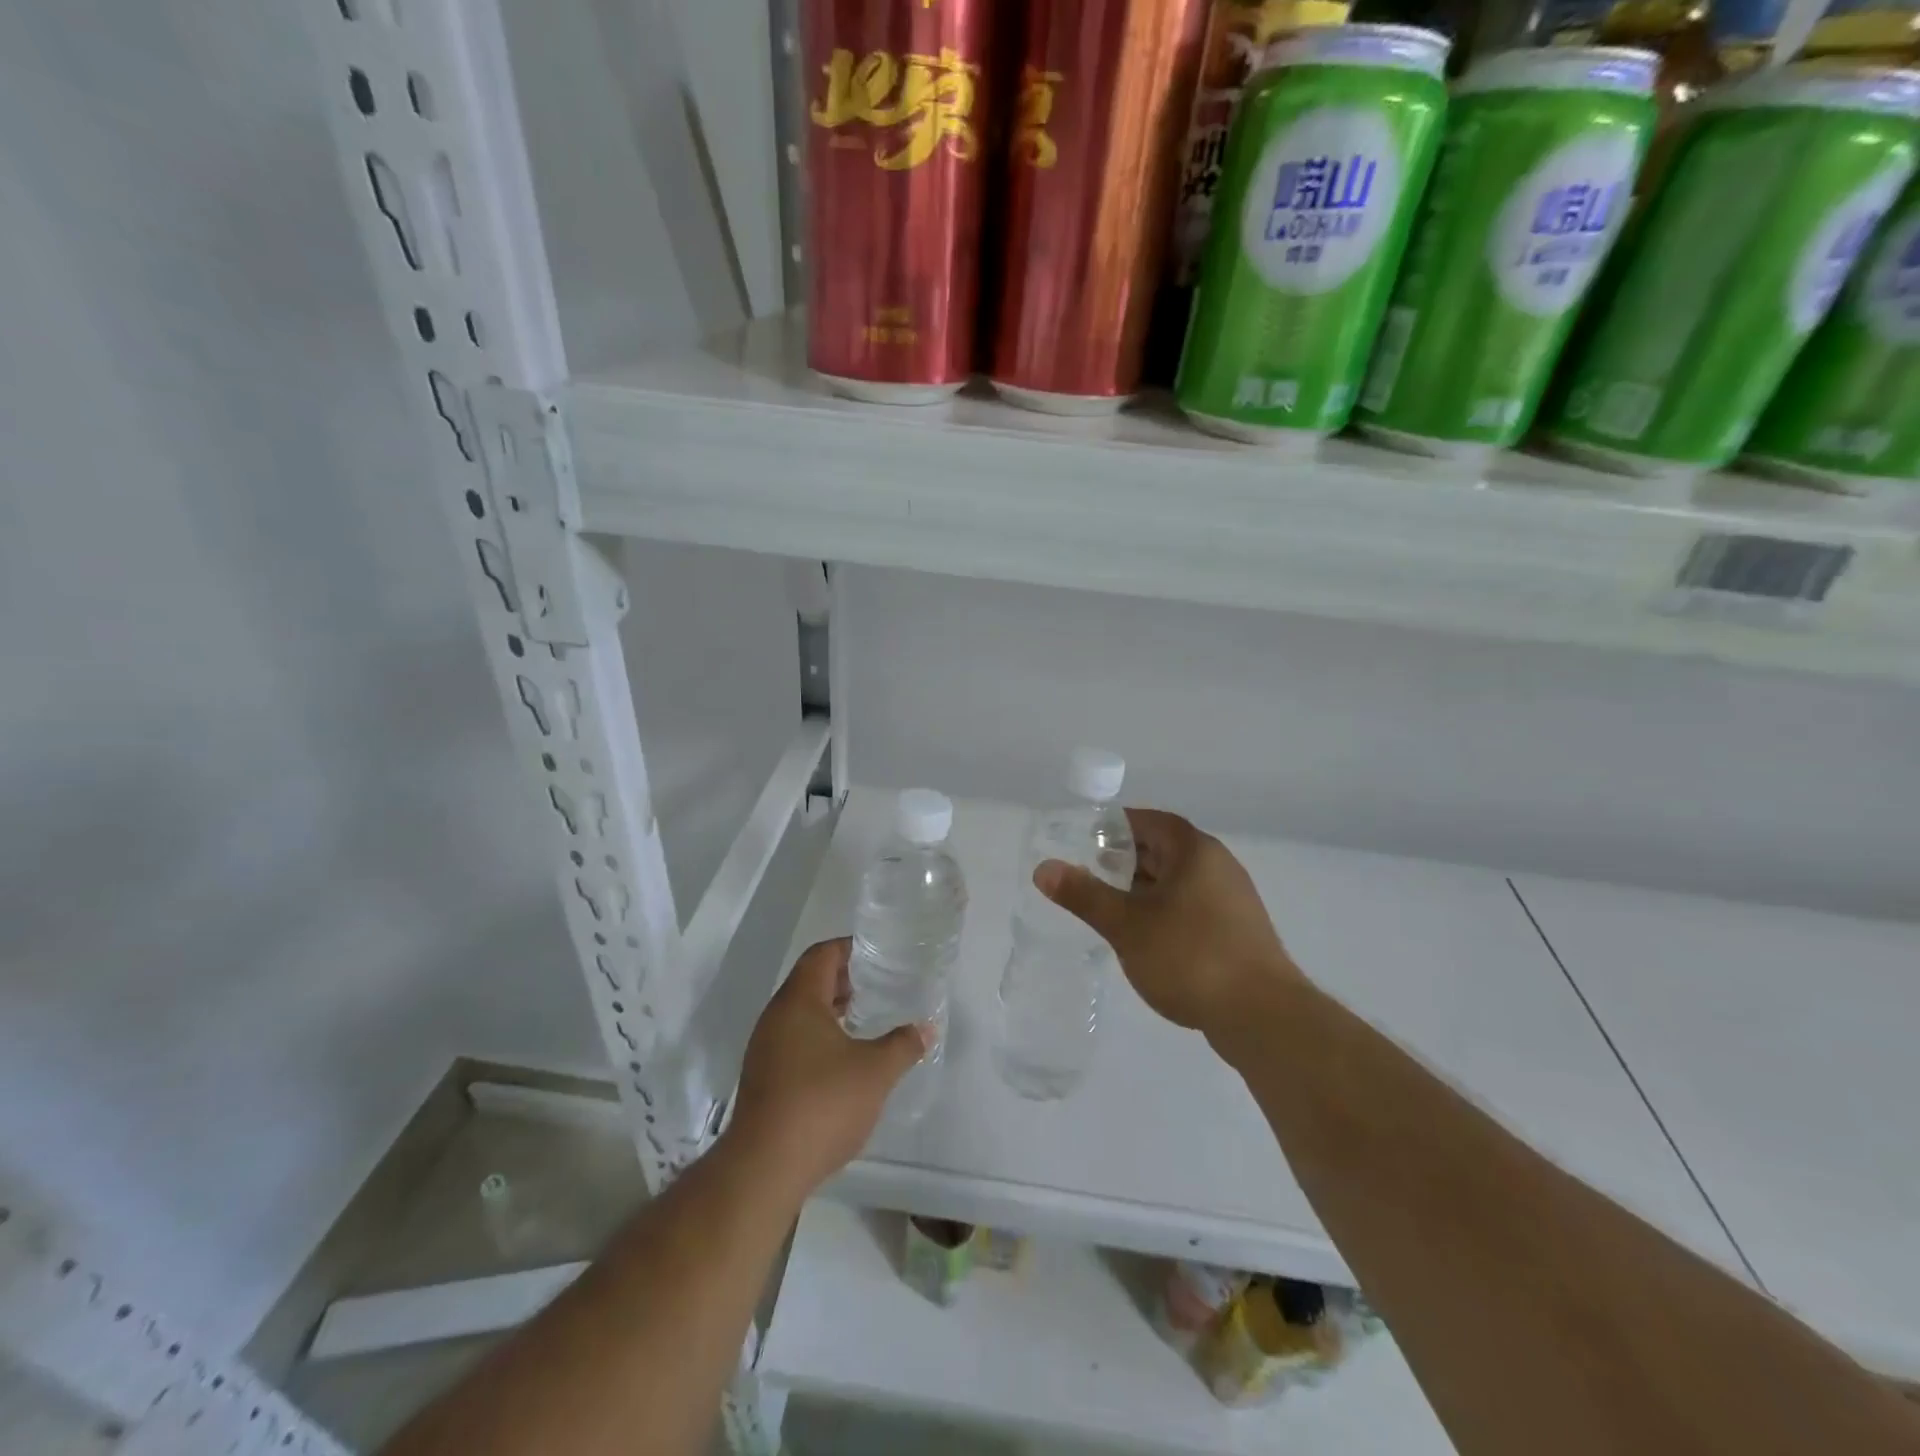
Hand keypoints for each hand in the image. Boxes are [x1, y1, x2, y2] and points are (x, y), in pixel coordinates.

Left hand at [726, 938, 932, 1197]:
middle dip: (843, 979)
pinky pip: (794, 1039)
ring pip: (800, 1013)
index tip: (877, 953)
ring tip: (865, 1018)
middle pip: (809, 981)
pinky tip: (844, 1058)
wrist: (765, 1168)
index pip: (821, 955)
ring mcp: (765, 1048)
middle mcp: (776, 1017)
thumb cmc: (822, 1103)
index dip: (849, 948)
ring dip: (831, 1010)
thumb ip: (903, 1045)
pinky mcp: (763, 1078)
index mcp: (798, 1001)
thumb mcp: (875, 1072)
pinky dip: (819, 1036)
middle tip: (878, 983)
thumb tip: (926, 1028)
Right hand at [1035, 809, 1300, 1050]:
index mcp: (1195, 852)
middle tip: (1092, 872)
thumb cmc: (1189, 957)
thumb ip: (1084, 894)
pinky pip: (1194, 906)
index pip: (1152, 822)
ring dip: (1145, 888)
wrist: (1262, 1016)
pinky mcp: (1239, 932)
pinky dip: (1166, 911)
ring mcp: (1234, 900)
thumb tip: (1043, 868)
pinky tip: (1146, 937)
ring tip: (1112, 906)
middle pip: (1166, 850)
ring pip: (1180, 881)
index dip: (1118, 826)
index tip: (1088, 839)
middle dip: (1127, 859)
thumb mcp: (1126, 925)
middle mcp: (1219, 866)